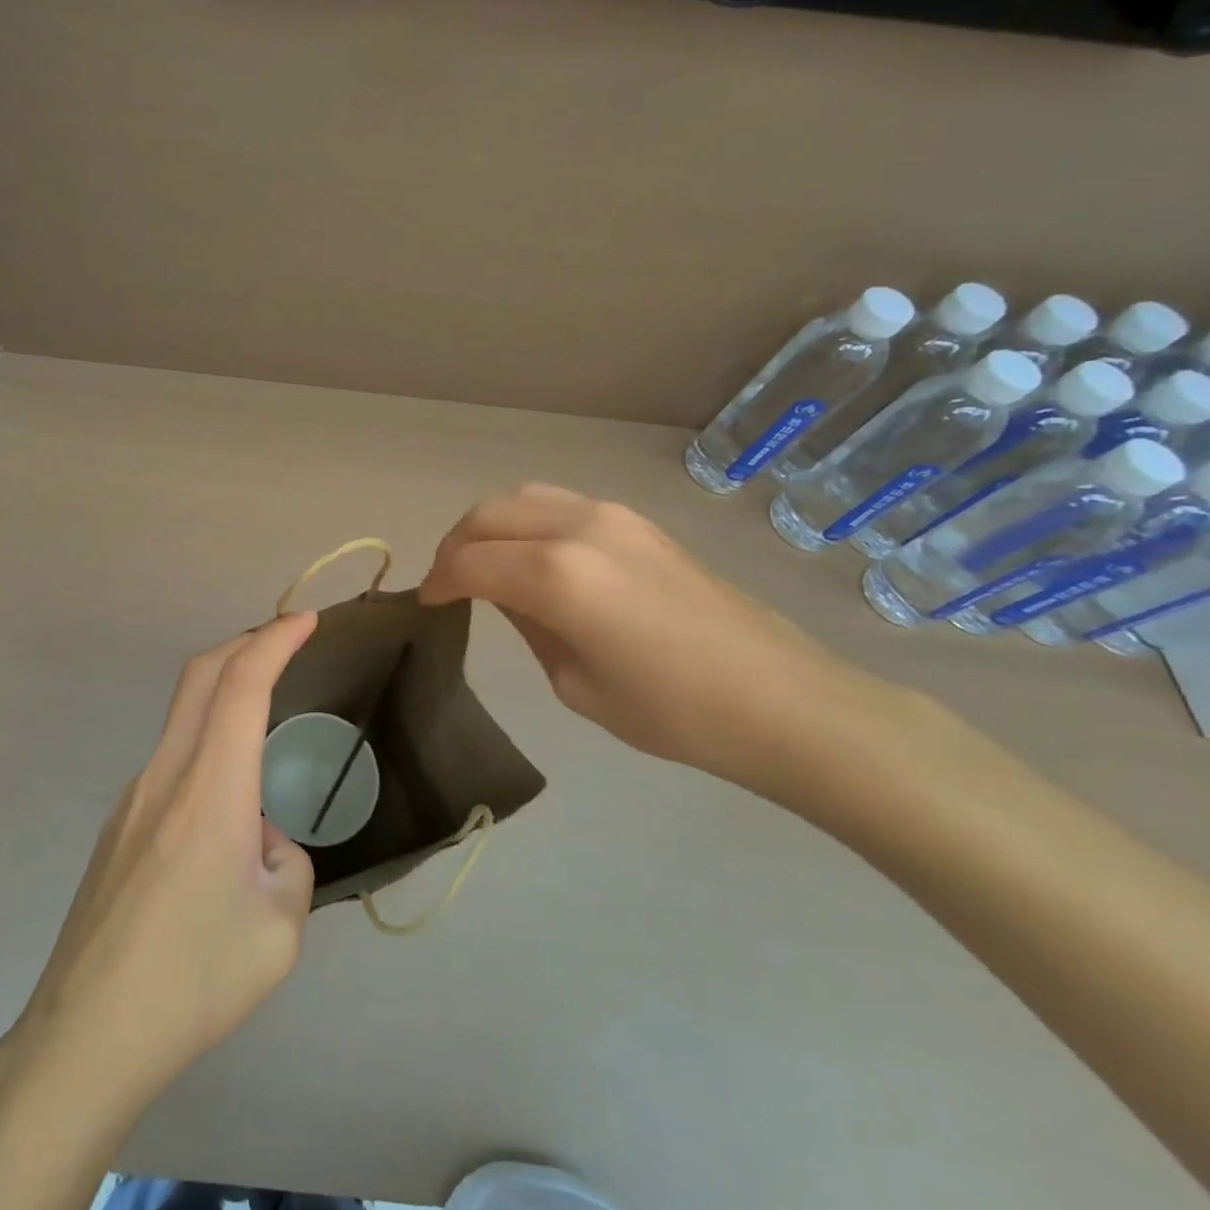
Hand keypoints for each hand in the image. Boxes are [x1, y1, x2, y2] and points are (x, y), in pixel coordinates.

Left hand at [0, 616, 320, 1209]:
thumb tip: (261, 839)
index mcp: (209, 793)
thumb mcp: (279, 931)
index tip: (305, 622)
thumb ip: (286, 863)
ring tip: (263, 729)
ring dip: (223, 697)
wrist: (85, 1039)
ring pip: (182, 719)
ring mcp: (131, 799)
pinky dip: (206, 750)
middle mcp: (164, 777)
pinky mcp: (117, 827)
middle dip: (245, 642)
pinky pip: (170, 765)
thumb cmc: (192, 984)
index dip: (274, 642)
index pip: (241, 687)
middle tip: (285, 640)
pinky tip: (224, 818)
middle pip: (199, 677)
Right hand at [419, 483, 907, 788]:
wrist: (782, 700)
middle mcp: (578, 528)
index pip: (469, 563)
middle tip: (448, 582)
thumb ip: (528, 624)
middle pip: (488, 514)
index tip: (426, 604)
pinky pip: (560, 505)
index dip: (438, 582)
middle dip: (456, 545)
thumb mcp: (575, 682)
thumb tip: (505, 594)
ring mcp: (613, 516)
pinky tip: (534, 558)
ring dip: (490, 525)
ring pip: (523, 497)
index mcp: (556, 575)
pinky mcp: (638, 521)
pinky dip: (528, 522)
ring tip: (484, 563)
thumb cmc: (672, 712)